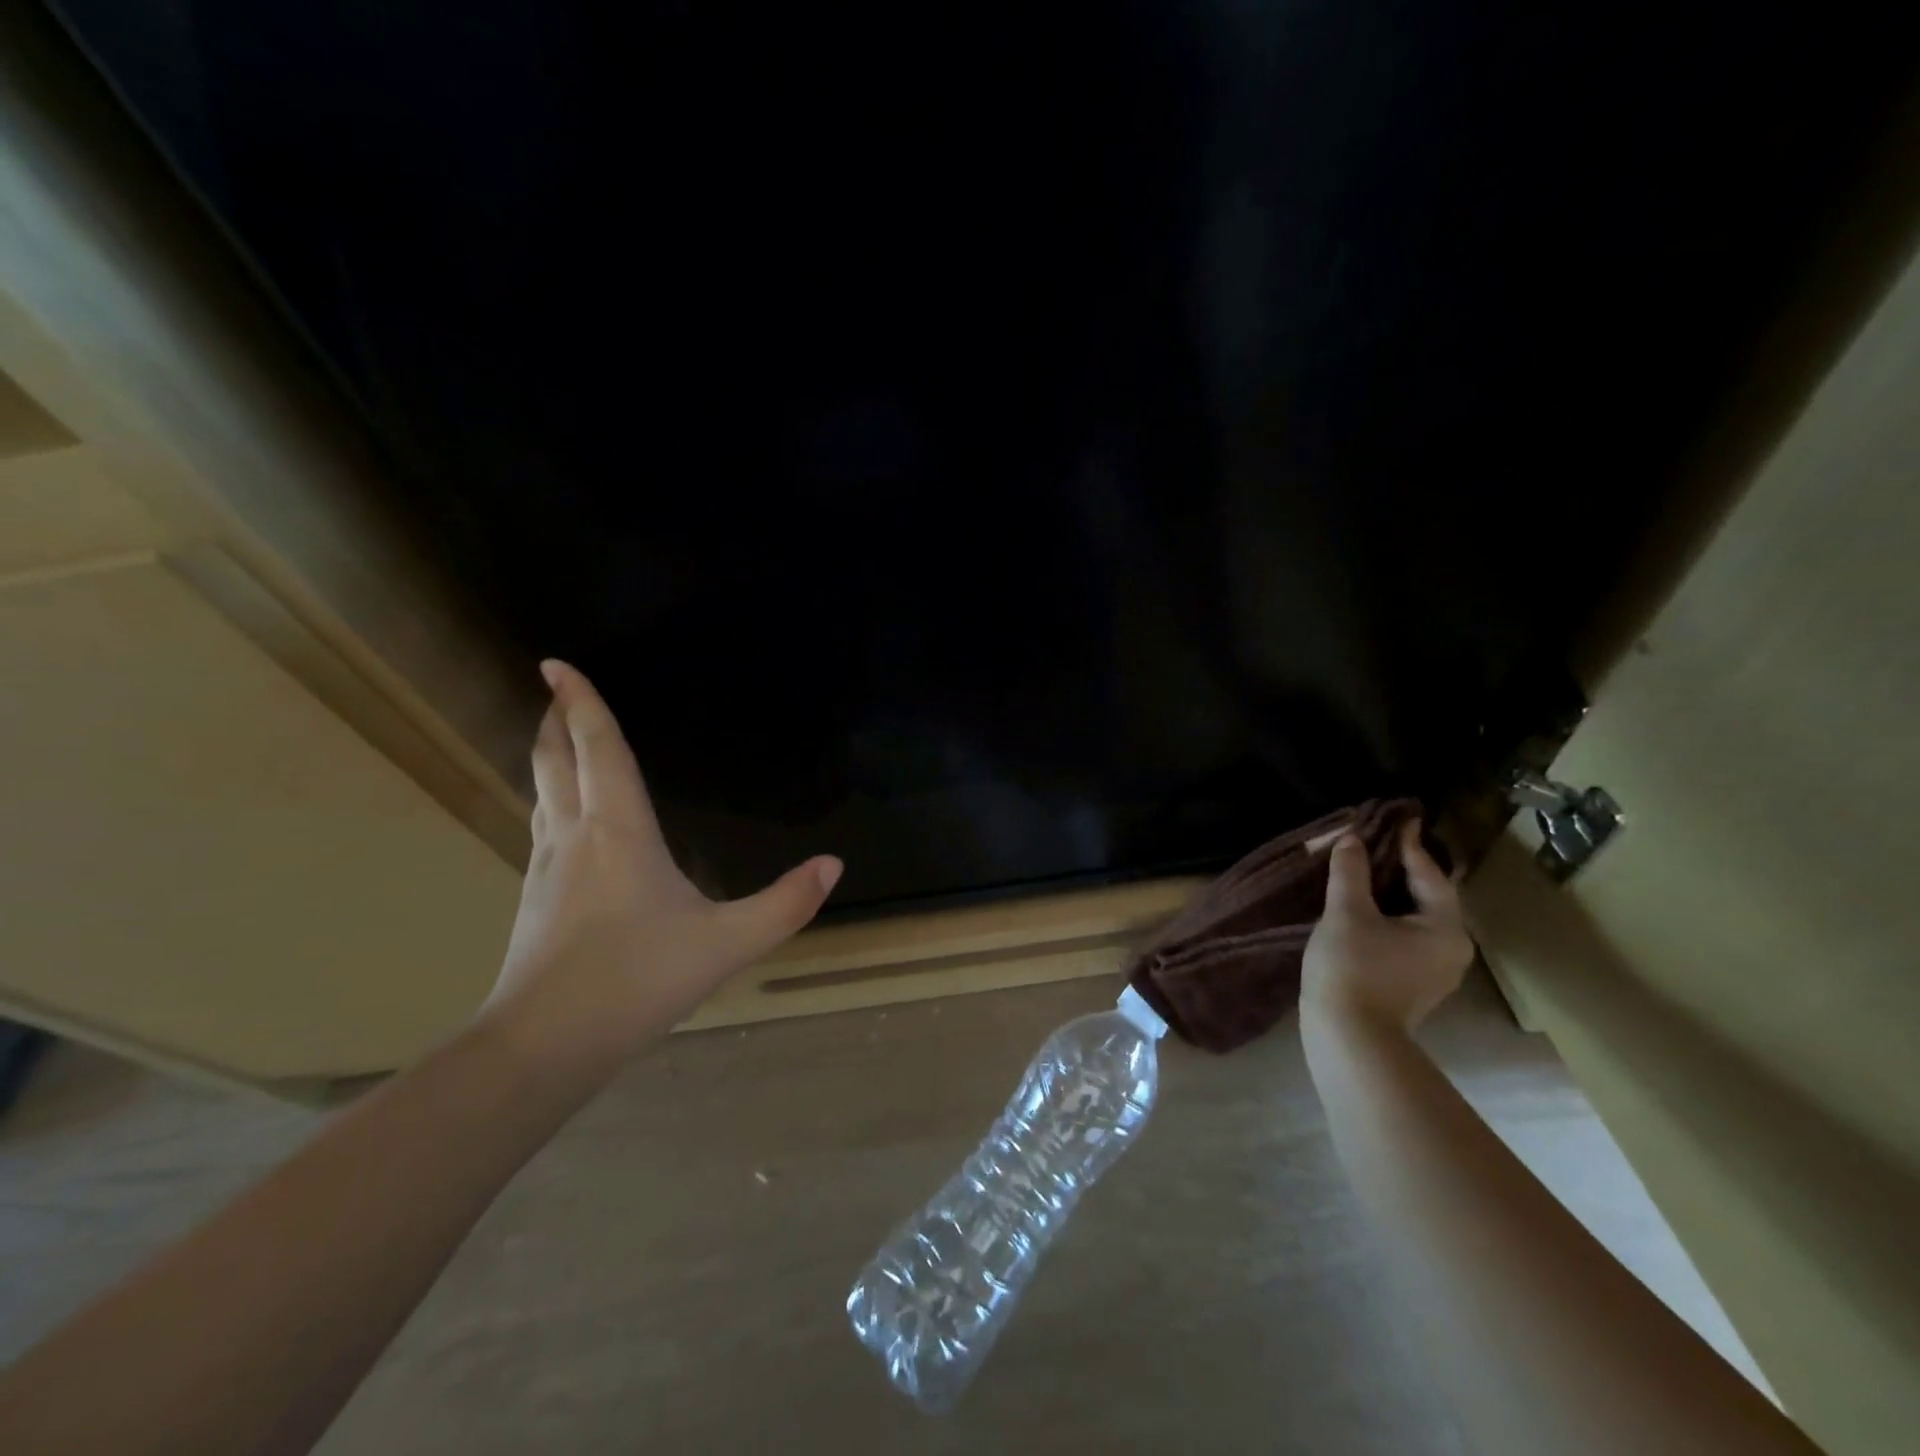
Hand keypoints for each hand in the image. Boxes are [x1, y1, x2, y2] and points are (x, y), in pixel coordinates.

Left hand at [480, 660, 841, 1076]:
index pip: (598, 749)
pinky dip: (551, 798)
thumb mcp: (727, 944)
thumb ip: (786, 904)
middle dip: (556, 720)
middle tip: (555, 689)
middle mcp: (576, 835)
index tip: (556, 663)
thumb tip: (834, 865)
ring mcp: (547, 867)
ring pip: (542, 792)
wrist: (543, 1044)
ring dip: (549, 756)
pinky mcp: (535, 897)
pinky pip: (543, 825)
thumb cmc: (636, 980)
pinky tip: (565, 818)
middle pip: (557, 761)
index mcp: (618, 830)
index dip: (582, 702)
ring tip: (558, 738)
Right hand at [1301, 820, 1473, 1033]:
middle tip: (1379, 842)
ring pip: (1416, 919)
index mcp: (1445, 929)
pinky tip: (1363, 909)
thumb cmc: (1353, 968)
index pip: (1431, 875)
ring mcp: (1434, 971)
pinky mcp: (1413, 985)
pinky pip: (1405, 937)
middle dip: (1402, 870)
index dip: (1410, 845)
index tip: (1401, 819)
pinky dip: (1388, 917)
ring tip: (1367, 871)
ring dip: (1392, 894)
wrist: (1349, 1037)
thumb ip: (1351, 872)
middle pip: (1428, 897)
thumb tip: (1352, 839)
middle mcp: (1451, 949)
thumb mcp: (1347, 912)